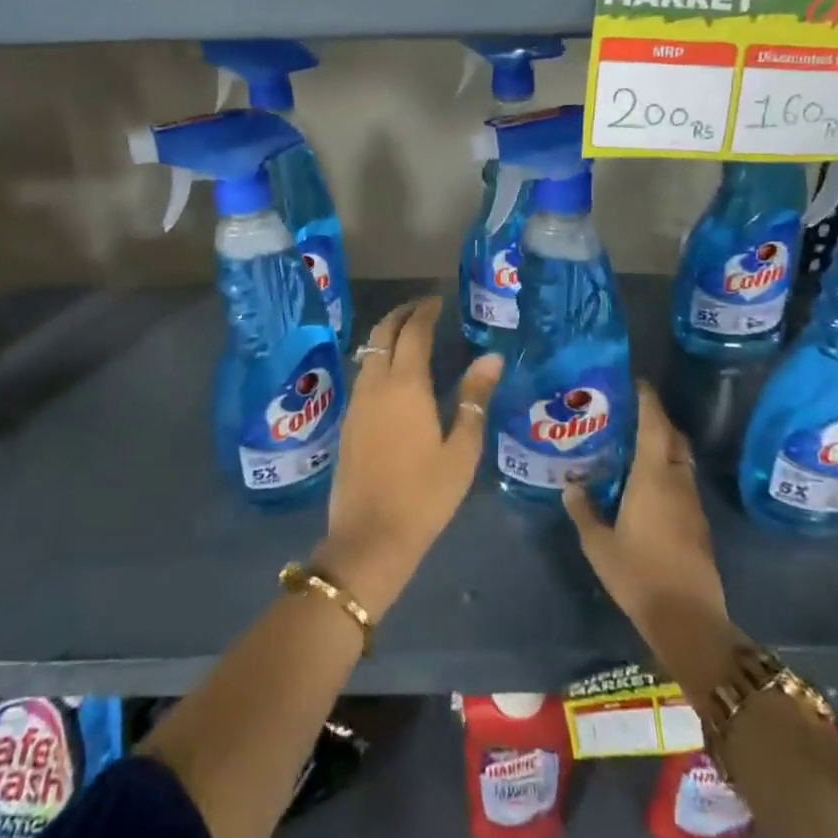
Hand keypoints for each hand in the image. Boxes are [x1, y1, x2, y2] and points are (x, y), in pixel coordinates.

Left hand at [316, 298, 501, 620]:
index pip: (413, 332)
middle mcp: (375, 384)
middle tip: (422, 308)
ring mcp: (356, 402)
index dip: (425, 311)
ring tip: (409, 334)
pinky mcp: (347, 421)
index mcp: (406, 385)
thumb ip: (475, 398)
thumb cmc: (425, 495)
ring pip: (367, 352)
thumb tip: (490, 357)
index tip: (438, 301)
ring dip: (386, 334)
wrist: (369, 537)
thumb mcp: (462, 449)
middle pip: (381, 334)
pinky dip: (377, 357)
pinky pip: (362, 373)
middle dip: (400, 314)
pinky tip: (393, 371)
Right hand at [563, 385, 735, 681]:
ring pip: (680, 460)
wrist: (687, 618)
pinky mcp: (698, 523)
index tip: (634, 383)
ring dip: (662, 446)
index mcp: (653, 477)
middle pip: (672, 437)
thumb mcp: (598, 544)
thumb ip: (583, 511)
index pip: (654, 424)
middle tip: (627, 414)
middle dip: (656, 419)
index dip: (646, 400)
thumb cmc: (638, 574)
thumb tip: (571, 487)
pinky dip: (667, 471)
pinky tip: (646, 484)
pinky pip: (682, 481)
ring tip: (632, 446)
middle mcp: (677, 481)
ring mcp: (692, 503)